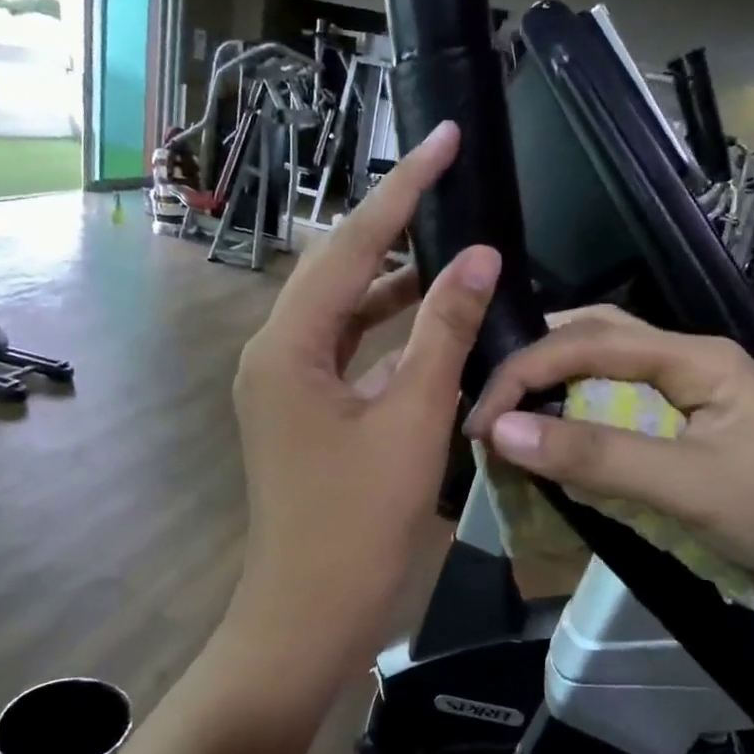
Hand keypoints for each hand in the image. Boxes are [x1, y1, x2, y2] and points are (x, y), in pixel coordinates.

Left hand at [229, 121, 500, 684]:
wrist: (308, 615)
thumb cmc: (358, 524)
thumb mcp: (412, 421)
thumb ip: (443, 333)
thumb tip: (477, 257)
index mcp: (289, 345)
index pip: (354, 245)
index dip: (404, 189)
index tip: (445, 138)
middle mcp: (276, 352)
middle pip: (341, 269)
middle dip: (396, 225)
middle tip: (450, 182)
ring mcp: (286, 384)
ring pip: (346, 312)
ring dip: (396, 282)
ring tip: (452, 244)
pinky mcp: (304, 411)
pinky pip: (350, 352)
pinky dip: (390, 333)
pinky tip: (432, 321)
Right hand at [465, 307, 753, 606]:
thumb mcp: (689, 488)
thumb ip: (597, 457)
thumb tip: (503, 430)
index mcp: (692, 356)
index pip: (587, 341)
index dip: (525, 372)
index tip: (480, 421)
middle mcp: (690, 360)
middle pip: (597, 339)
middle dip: (537, 364)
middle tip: (489, 405)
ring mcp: (695, 394)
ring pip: (610, 372)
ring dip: (559, 389)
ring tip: (512, 419)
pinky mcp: (696, 428)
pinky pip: (626, 409)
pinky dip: (585, 421)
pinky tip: (565, 443)